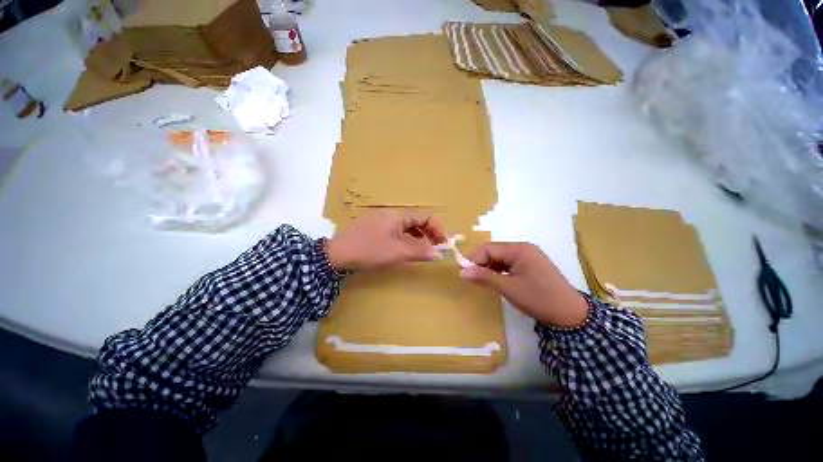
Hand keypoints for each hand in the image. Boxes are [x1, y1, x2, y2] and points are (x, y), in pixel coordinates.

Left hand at [325, 210, 447, 271]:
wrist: (337, 254)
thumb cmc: (369, 249)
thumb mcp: (396, 251)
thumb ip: (419, 251)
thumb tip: (438, 253)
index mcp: (399, 215)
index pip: (425, 216)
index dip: (438, 228)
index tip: (444, 243)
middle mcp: (392, 215)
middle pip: (417, 221)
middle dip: (430, 233)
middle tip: (436, 248)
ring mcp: (383, 222)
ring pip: (408, 227)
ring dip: (419, 237)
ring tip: (424, 251)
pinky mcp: (376, 230)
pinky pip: (398, 232)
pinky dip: (407, 239)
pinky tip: (407, 249)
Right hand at [460, 243, 588, 327]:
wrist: (571, 315)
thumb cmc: (538, 299)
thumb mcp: (508, 288)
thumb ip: (484, 277)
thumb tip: (462, 272)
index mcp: (519, 249)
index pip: (488, 248)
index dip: (474, 259)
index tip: (466, 274)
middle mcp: (523, 248)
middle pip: (494, 251)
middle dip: (481, 263)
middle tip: (474, 279)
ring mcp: (528, 256)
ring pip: (500, 257)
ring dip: (490, 268)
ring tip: (484, 281)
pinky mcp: (530, 265)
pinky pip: (509, 263)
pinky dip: (499, 271)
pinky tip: (497, 281)